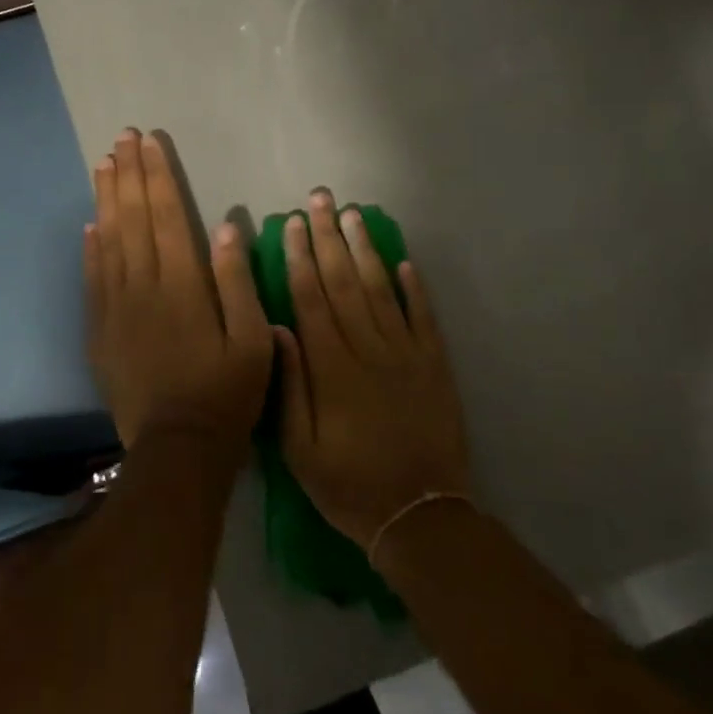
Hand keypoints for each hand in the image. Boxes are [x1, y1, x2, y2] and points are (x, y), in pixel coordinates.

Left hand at [84, 129, 275, 458]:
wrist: (179, 449)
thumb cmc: (227, 393)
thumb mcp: (253, 339)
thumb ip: (237, 280)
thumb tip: (226, 226)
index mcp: (184, 284)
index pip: (168, 214)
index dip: (158, 175)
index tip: (149, 142)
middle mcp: (144, 286)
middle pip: (133, 218)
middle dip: (128, 174)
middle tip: (122, 138)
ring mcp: (116, 308)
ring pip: (108, 241)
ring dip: (106, 200)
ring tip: (103, 164)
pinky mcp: (100, 331)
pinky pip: (92, 279)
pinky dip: (90, 248)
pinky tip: (90, 225)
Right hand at [278, 190, 471, 548]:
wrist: (420, 515)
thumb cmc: (348, 484)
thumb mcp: (299, 449)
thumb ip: (289, 385)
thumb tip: (277, 328)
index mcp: (332, 367)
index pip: (311, 297)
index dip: (299, 257)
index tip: (291, 222)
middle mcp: (368, 348)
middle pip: (344, 281)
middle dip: (328, 236)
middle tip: (320, 198)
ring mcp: (406, 353)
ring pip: (381, 289)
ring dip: (366, 248)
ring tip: (353, 214)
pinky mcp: (435, 364)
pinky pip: (423, 316)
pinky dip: (414, 287)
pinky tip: (403, 260)